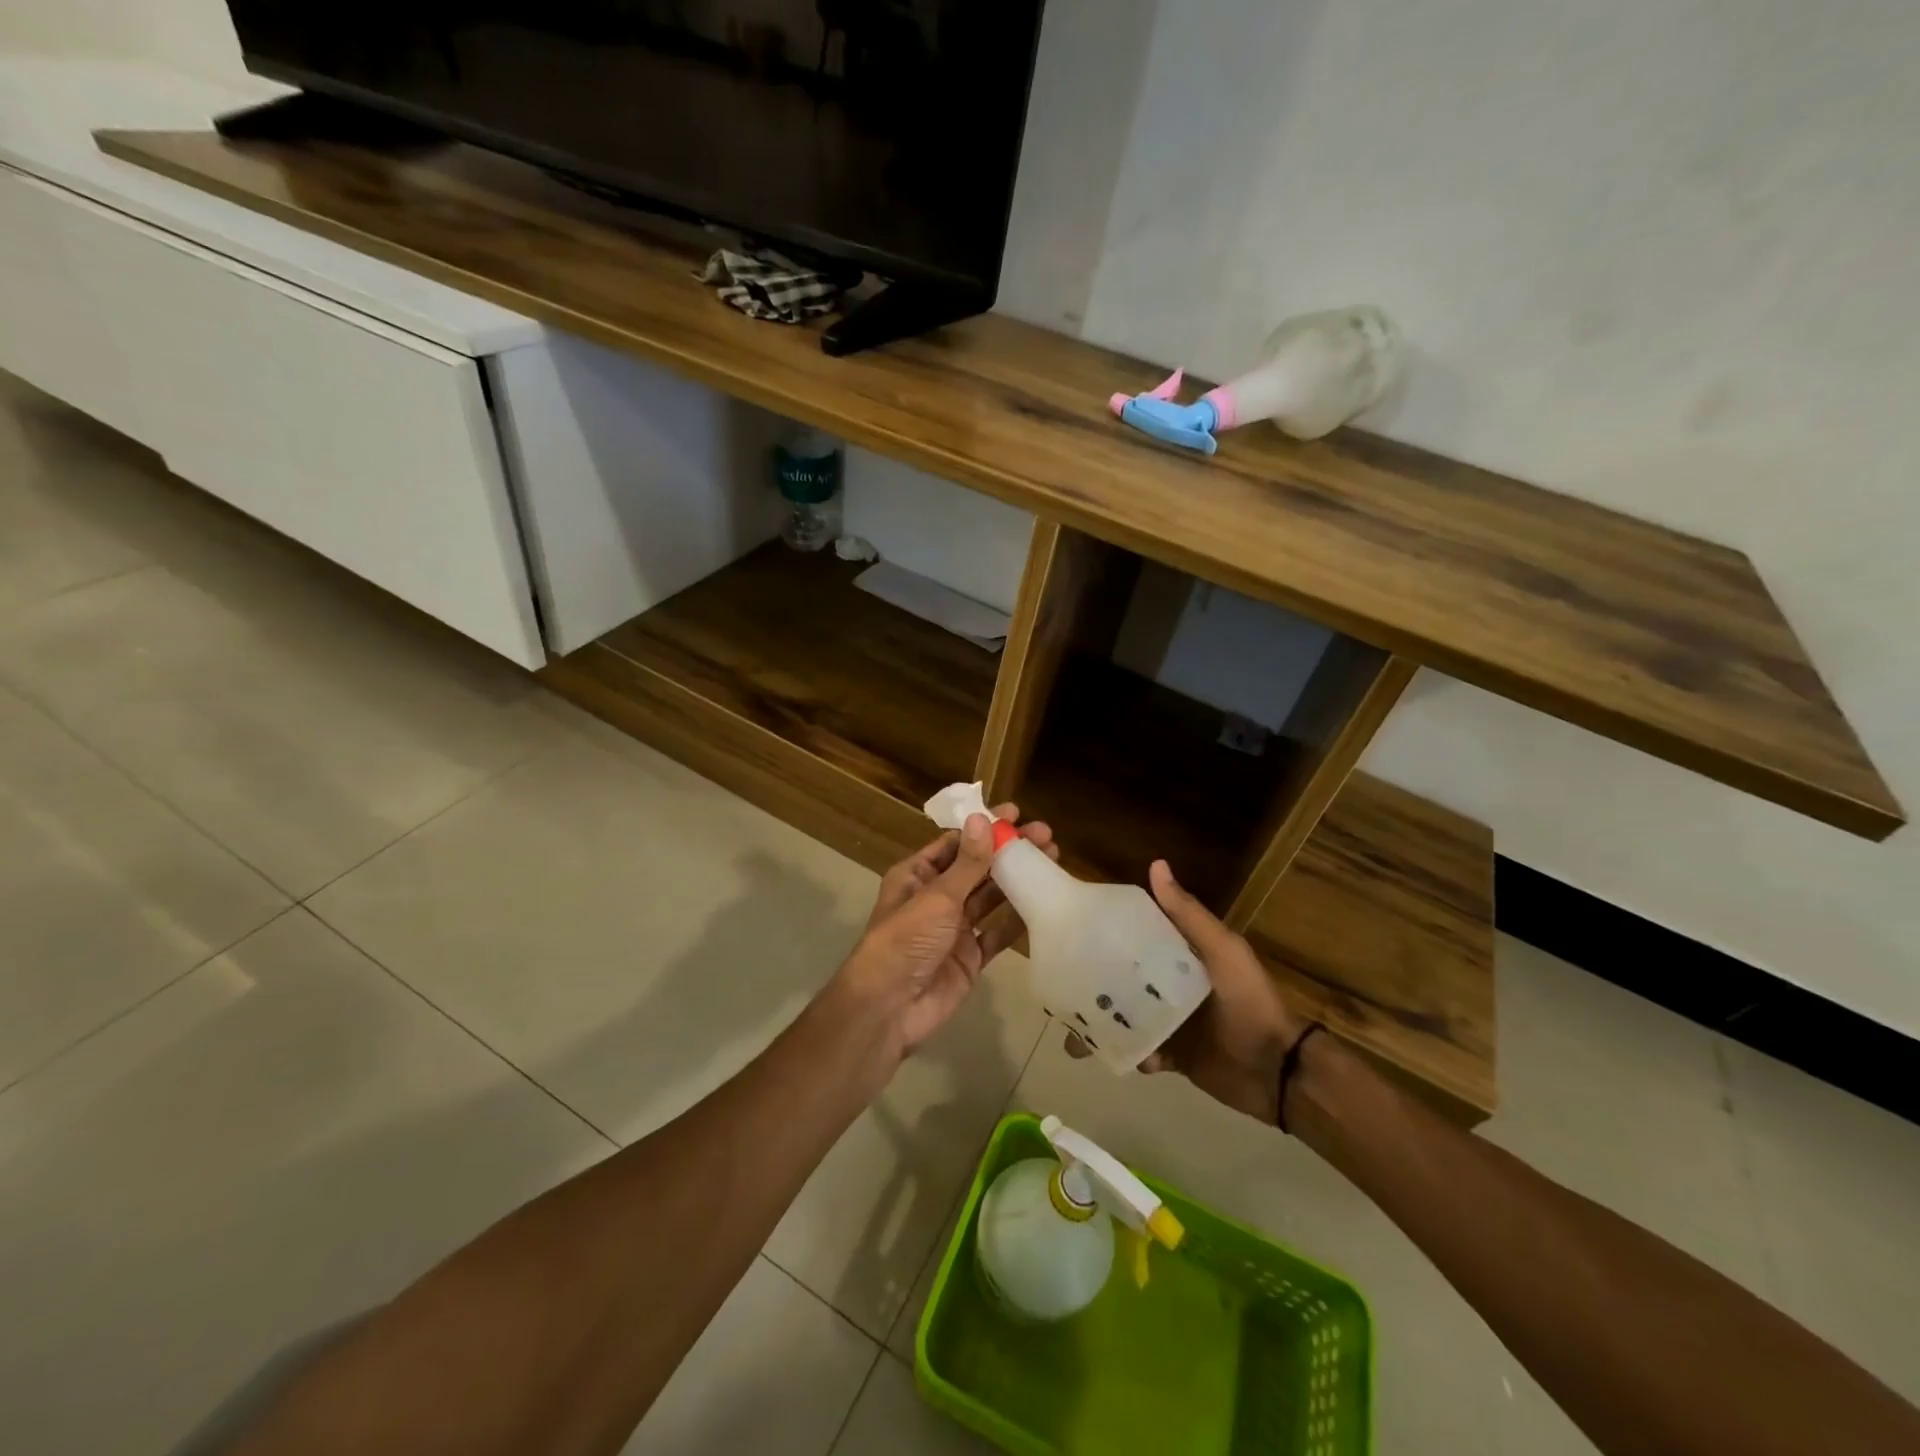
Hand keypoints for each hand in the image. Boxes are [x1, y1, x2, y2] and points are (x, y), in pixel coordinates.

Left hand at [834, 804, 1055, 1055]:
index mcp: (917, 875)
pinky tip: (1044, 901)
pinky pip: (998, 933)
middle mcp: (936, 898)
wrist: (890, 1008)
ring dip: (1017, 880)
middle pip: (978, 868)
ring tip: (1052, 860)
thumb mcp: (937, 896)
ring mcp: (954, 929)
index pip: (956, 843)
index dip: (985, 828)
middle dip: (1008, 851)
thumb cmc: (906, 940)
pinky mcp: (971, 957)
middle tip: (1046, 835)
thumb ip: (967, 863)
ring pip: (991, 898)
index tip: (1016, 814)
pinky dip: (1018, 918)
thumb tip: (983, 819)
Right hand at [1068, 860, 1303, 1123]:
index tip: (1076, 929)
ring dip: (1105, 1022)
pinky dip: (1129, 1054)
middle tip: (1067, 985)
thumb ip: (1189, 915)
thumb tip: (1156, 864)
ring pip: (1126, 1017)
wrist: (1277, 1072)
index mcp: (1182, 955)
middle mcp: (1171, 985)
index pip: (1139, 935)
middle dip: (1097, 983)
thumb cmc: (1250, 1003)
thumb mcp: (1223, 952)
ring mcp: (1171, 1023)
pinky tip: (1119, 1056)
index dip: (1110, 931)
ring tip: (1078, 1030)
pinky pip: (1140, 1053)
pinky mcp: (1172, 1056)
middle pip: (1125, 978)